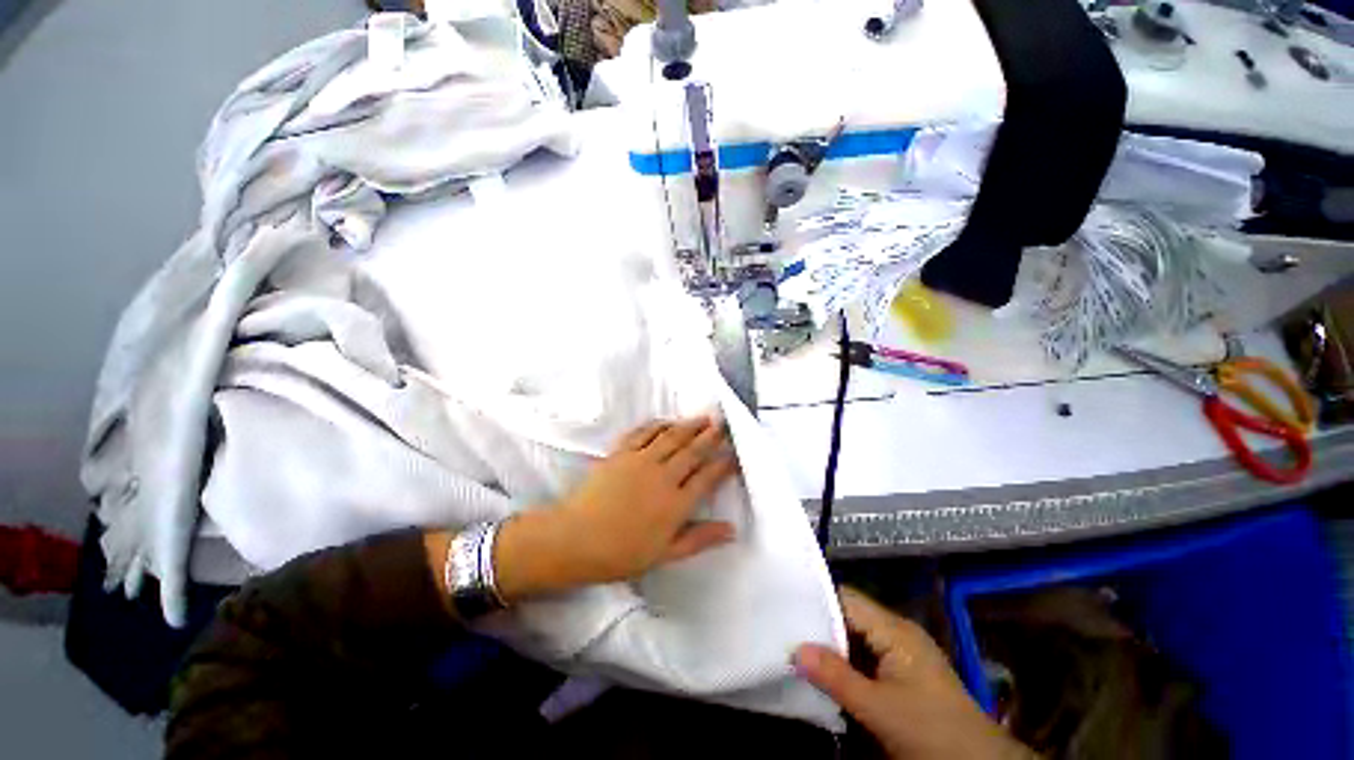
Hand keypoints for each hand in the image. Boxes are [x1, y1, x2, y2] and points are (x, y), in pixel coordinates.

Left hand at [492, 417, 738, 599]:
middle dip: (711, 436)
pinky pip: (644, 432)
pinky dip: (658, 424)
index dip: (723, 464)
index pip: (707, 477)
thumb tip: (731, 529)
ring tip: (704, 417)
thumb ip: (699, 539)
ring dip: (690, 425)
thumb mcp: (665, 554)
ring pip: (672, 437)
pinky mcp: (621, 452)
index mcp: (676, 503)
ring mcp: (641, 460)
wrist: (575, 539)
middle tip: (724, 424)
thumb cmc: (621, 553)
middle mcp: (663, 476)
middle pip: (693, 451)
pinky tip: (667, 421)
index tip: (734, 454)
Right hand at [795, 588, 1031, 759]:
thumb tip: (795, 648)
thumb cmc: (932, 731)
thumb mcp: (880, 708)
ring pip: (855, 638)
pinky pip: (865, 657)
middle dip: (818, 625)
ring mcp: (901, 653)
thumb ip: (836, 677)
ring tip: (796, 648)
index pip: (845, 599)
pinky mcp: (902, 673)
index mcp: (894, 630)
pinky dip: (845, 662)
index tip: (784, 605)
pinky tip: (825, 672)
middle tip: (785, 630)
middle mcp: (896, 633)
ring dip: (830, 646)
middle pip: (848, 616)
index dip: (815, 599)